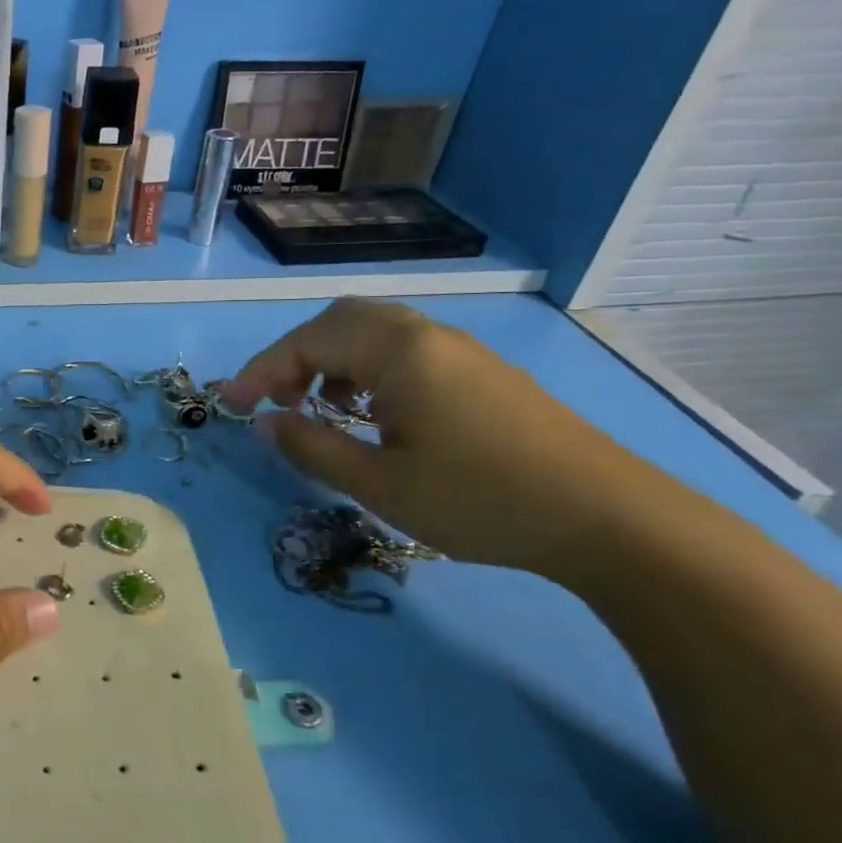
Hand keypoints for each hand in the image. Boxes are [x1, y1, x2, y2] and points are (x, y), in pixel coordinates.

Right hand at [219, 298, 654, 577]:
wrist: (612, 520)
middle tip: (274, 401)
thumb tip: (263, 423)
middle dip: (294, 357)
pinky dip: (366, 369)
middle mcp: (426, 334)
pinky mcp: (480, 371)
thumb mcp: (380, 484)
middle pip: (338, 321)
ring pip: (372, 332)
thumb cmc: (482, 500)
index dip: (260, 372)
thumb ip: (311, 447)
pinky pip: (403, 350)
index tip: (228, 404)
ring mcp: (459, 350)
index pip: (306, 342)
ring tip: (318, 409)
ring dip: (330, 361)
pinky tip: (372, 415)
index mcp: (398, 350)